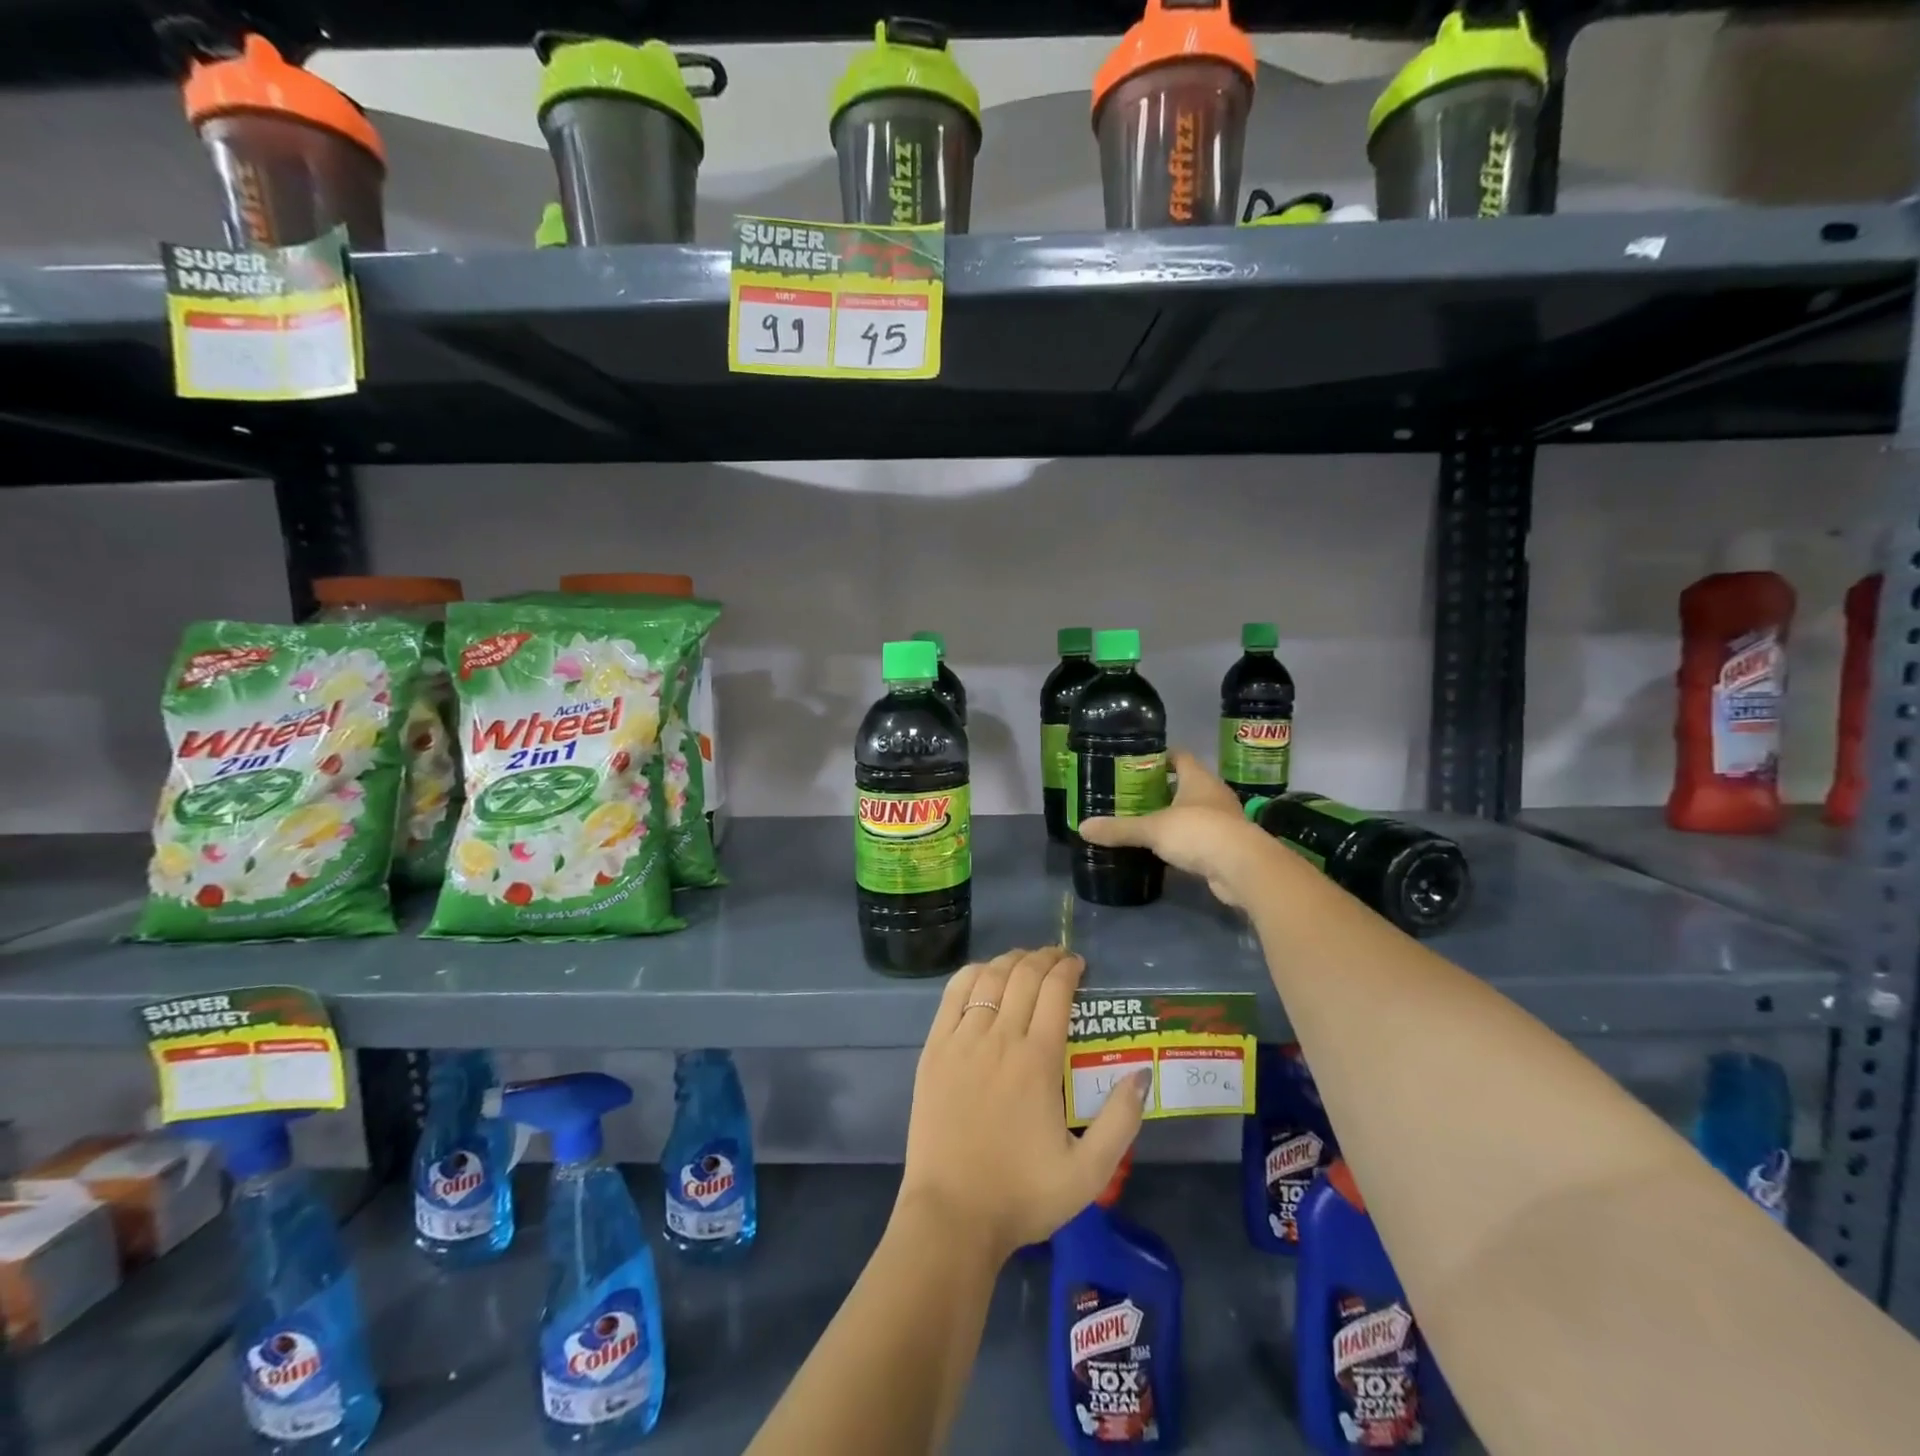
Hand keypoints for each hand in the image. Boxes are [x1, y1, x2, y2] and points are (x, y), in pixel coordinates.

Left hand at [898, 946, 1148, 1264]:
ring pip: (989, 978)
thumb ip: (1121, 1120)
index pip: (1055, 991)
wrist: (951, 1216)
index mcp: (1037, 1061)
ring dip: (1011, 961)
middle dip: (1045, 958)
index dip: (1069, 968)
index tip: (1079, 965)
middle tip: (1058, 958)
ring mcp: (962, 1040)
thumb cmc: (1022, 1195)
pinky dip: (973, 974)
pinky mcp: (934, 1049)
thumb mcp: (1089, 1173)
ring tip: (1026, 961)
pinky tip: (984, 973)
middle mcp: (999, 1038)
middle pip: (1024, 976)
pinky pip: (953, 994)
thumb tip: (1142, 1073)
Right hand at [1079, 750, 1275, 908]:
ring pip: (1193, 812)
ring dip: (1173, 816)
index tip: (1137, 762)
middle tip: (1132, 794)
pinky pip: (1199, 838)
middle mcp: (1214, 795)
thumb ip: (1120, 828)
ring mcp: (1223, 821)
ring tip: (1144, 821)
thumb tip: (1083, 828)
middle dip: (1161, 789)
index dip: (1160, 756)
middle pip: (1185, 784)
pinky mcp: (1225, 847)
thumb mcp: (1153, 829)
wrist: (1243, 869)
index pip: (1180, 756)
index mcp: (1199, 779)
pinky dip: (1183, 841)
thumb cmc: (1199, 832)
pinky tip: (1164, 849)